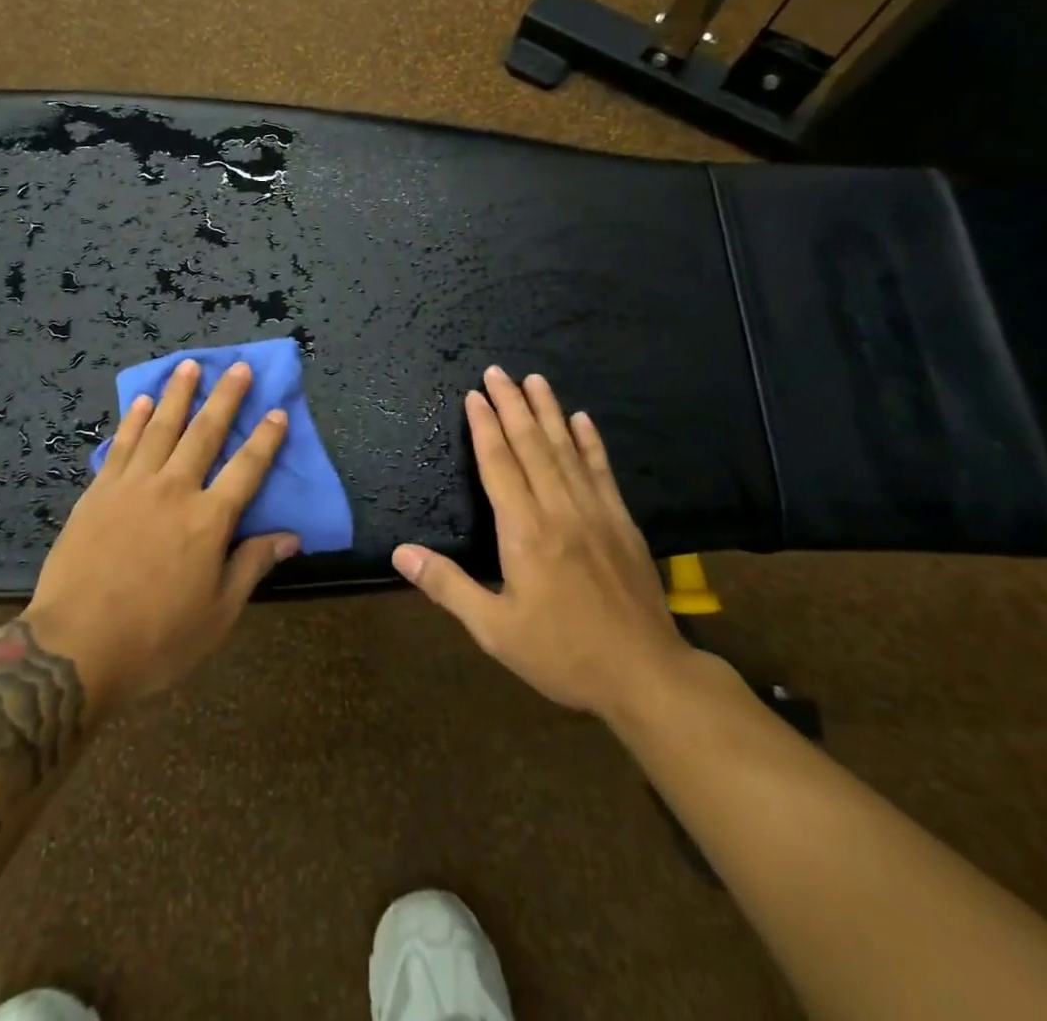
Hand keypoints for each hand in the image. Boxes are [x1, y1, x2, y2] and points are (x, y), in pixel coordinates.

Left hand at [24, 358, 298, 711]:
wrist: (74, 649)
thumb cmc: (156, 639)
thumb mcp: (218, 615)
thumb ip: (252, 566)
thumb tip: (291, 536)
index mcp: (209, 521)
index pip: (248, 469)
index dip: (266, 439)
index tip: (278, 411)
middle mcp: (175, 490)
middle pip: (205, 433)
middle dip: (225, 397)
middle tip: (237, 366)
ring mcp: (133, 486)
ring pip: (161, 428)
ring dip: (178, 395)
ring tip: (189, 366)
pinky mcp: (98, 493)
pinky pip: (121, 446)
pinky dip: (133, 421)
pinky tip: (141, 402)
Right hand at [392, 366, 693, 729]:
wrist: (646, 675)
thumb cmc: (562, 654)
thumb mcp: (495, 630)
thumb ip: (448, 586)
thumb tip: (400, 552)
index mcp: (526, 532)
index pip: (500, 465)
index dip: (484, 428)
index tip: (474, 396)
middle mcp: (560, 510)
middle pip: (532, 445)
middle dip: (512, 405)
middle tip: (497, 371)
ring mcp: (595, 512)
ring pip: (566, 449)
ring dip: (548, 411)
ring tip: (534, 379)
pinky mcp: (622, 522)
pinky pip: (601, 470)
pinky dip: (590, 441)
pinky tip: (582, 419)